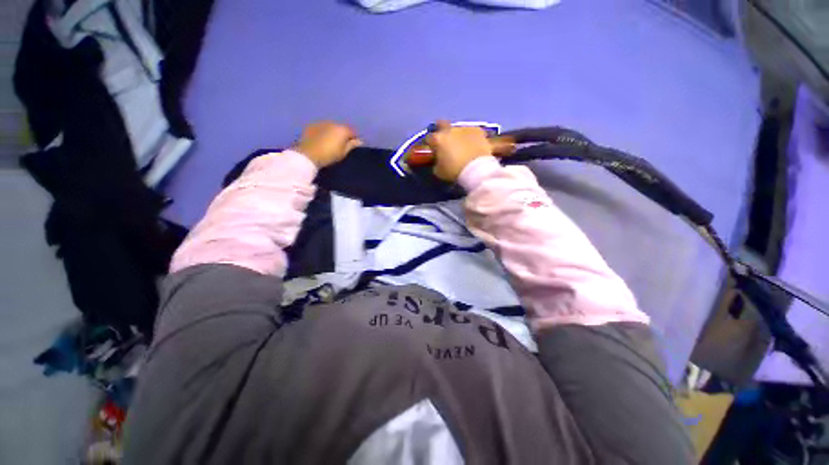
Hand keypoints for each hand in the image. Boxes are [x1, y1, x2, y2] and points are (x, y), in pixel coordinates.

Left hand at [293, 121, 362, 167]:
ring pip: (331, 126)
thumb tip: (359, 141)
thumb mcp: (343, 152)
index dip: (354, 138)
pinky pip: (322, 127)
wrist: (308, 154)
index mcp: (342, 129)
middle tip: (342, 143)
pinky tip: (322, 139)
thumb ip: (352, 145)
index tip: (354, 145)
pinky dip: (324, 131)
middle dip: (343, 134)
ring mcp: (321, 123)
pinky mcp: (311, 125)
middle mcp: (333, 123)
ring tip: (331, 141)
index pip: (353, 132)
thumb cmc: (329, 155)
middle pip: (341, 127)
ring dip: (333, 132)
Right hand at [425, 120, 492, 181]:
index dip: (431, 145)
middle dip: (441, 130)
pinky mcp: (478, 130)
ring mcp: (464, 128)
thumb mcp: (439, 171)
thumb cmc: (454, 171)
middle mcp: (449, 130)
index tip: (434, 150)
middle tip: (445, 141)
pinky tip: (473, 145)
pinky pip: (471, 132)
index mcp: (438, 139)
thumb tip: (438, 160)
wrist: (476, 169)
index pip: (429, 138)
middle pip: (442, 124)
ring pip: (458, 129)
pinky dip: (470, 137)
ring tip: (462, 145)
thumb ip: (436, 162)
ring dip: (457, 135)